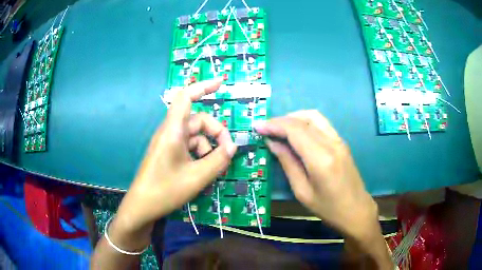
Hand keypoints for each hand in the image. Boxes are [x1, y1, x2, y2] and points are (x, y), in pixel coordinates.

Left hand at [113, 79, 236, 239]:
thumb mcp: (197, 177)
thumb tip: (232, 148)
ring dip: (209, 149)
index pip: (186, 97)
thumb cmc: (165, 190)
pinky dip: (201, 155)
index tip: (221, 83)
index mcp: (173, 130)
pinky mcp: (169, 153)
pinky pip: (190, 147)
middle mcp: (171, 132)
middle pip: (199, 121)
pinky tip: (205, 172)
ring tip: (216, 169)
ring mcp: (169, 143)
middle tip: (229, 154)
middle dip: (217, 134)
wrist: (142, 206)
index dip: (203, 86)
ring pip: (196, 136)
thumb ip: (218, 160)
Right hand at [254, 110, 377, 239]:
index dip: (274, 125)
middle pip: (304, 119)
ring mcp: (339, 141)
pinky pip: (322, 123)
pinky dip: (306, 122)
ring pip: (314, 116)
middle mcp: (332, 143)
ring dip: (294, 117)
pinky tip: (297, 132)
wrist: (356, 210)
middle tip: (266, 128)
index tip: (258, 127)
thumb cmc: (328, 208)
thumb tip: (272, 143)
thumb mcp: (302, 191)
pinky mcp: (341, 142)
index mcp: (321, 159)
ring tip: (279, 128)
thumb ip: (288, 163)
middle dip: (282, 120)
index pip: (295, 130)